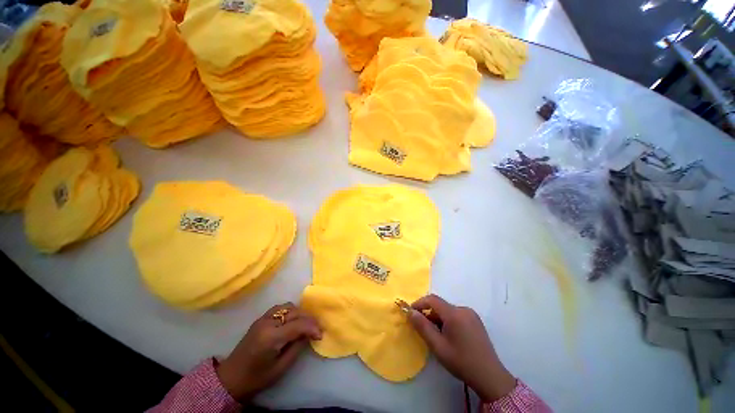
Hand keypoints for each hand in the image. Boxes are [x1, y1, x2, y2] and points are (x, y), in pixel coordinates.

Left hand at [216, 302, 321, 400]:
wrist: (231, 378)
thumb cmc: (256, 378)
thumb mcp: (281, 368)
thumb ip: (297, 347)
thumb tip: (309, 334)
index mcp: (271, 337)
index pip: (298, 325)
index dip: (312, 327)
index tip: (320, 335)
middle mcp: (267, 322)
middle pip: (294, 312)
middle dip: (308, 319)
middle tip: (316, 330)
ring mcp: (263, 318)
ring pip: (288, 306)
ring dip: (300, 313)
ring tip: (305, 325)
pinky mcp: (261, 318)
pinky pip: (280, 308)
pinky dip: (290, 311)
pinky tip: (293, 321)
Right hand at [408, 294, 515, 401]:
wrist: (490, 376)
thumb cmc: (461, 361)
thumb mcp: (438, 346)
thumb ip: (422, 327)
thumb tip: (410, 311)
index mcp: (454, 314)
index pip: (432, 299)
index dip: (419, 303)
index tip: (410, 313)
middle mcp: (463, 309)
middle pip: (440, 305)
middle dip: (428, 313)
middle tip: (422, 328)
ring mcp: (471, 314)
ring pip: (447, 310)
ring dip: (438, 318)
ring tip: (436, 335)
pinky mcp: (475, 320)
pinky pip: (456, 314)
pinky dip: (447, 320)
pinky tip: (448, 336)